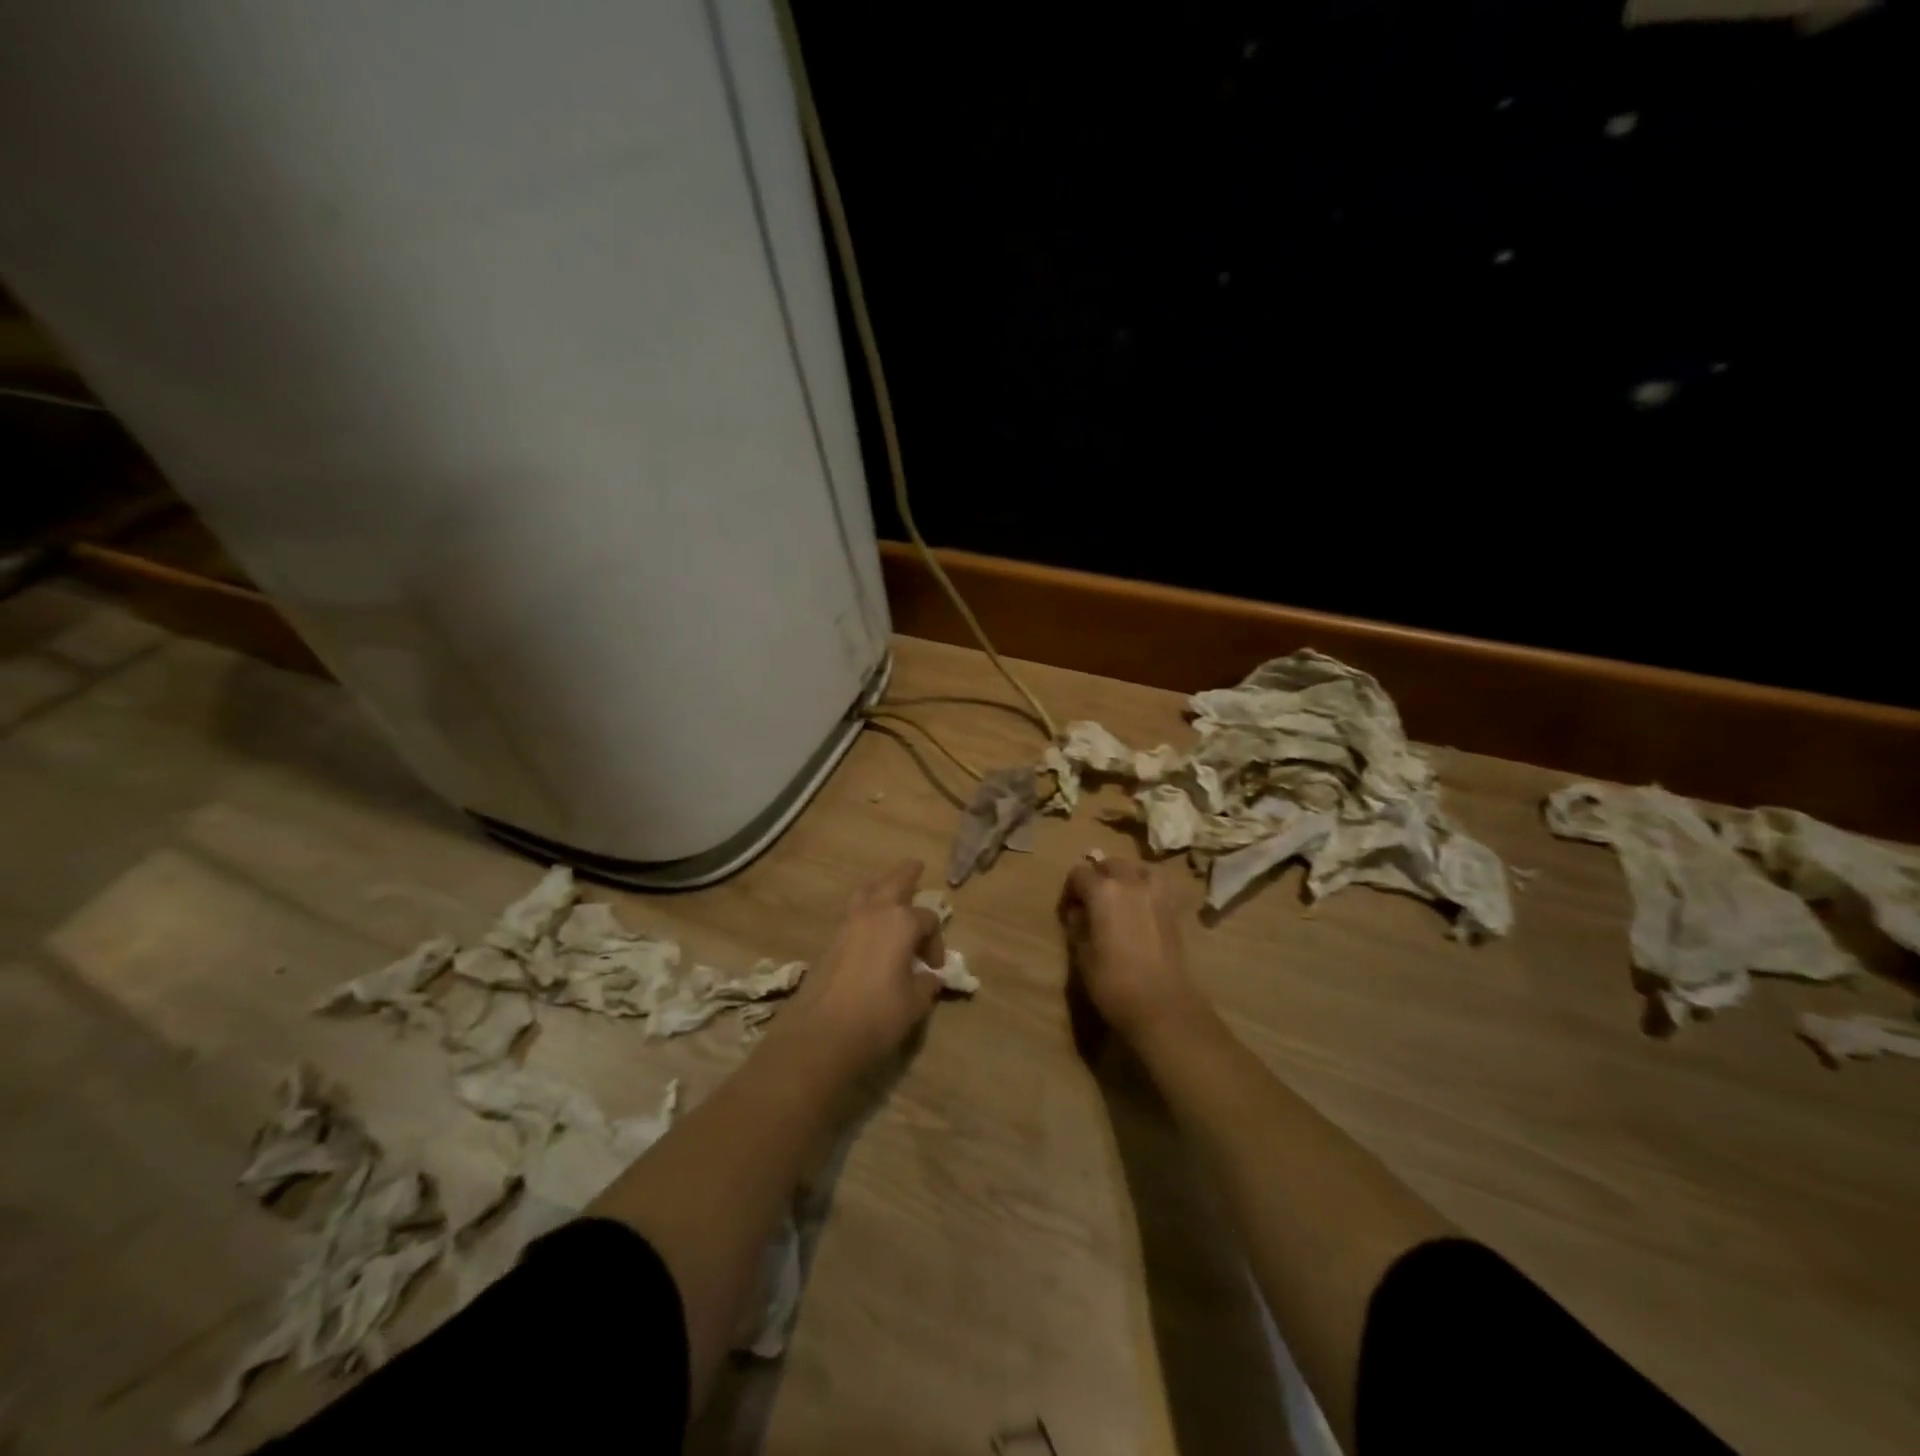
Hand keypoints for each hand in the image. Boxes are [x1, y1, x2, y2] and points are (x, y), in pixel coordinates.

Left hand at [772, 860, 944, 1071]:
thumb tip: (929, 977)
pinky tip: (869, 925)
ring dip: (880, 887)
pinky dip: (864, 909)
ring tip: (888, 890)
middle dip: (907, 874)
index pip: (928, 919)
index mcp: (901, 922)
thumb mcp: (915, 1004)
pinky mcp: (830, 941)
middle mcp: (874, 914)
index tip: (934, 968)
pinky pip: (852, 912)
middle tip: (917, 866)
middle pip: (894, 882)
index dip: (936, 942)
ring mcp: (847, 924)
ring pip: (866, 892)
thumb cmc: (877, 1016)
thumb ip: (926, 985)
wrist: (821, 1035)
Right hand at [1060, 855, 1205, 1045]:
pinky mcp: (1173, 909)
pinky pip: (1157, 885)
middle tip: (1091, 901)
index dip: (1070, 890)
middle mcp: (1130, 883)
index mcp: (1103, 891)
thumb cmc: (1113, 982)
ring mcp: (1156, 894)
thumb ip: (1078, 927)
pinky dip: (1146, 887)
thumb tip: (1079, 913)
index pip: (1079, 874)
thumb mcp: (1083, 956)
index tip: (1068, 910)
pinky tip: (1140, 908)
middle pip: (1111, 864)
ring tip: (1120, 897)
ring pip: (1138, 868)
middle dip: (1098, 876)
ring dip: (1126, 876)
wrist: (1162, 1005)